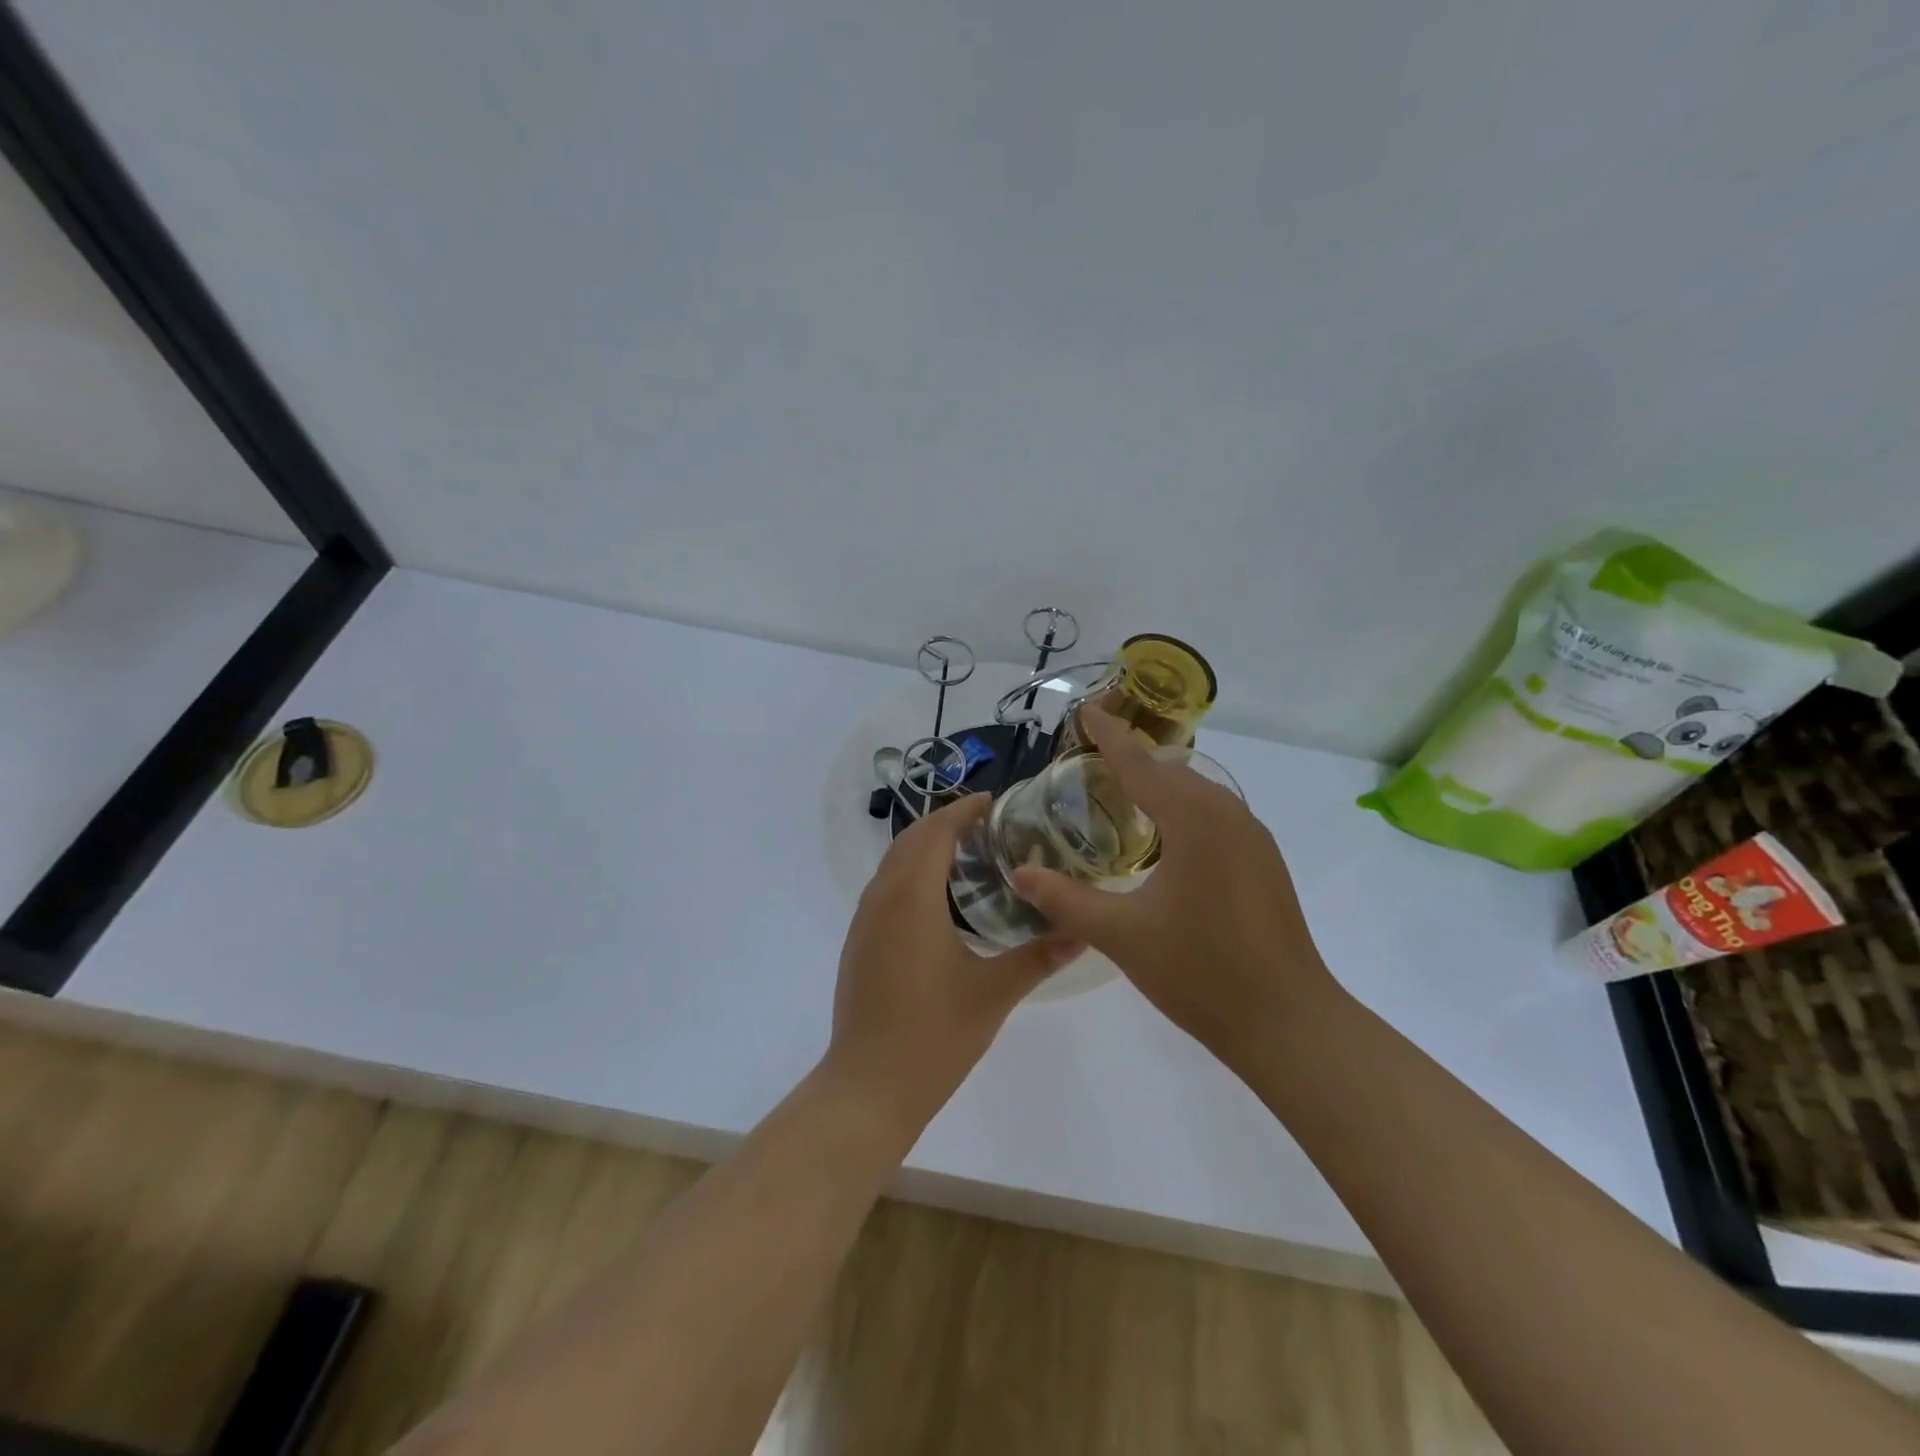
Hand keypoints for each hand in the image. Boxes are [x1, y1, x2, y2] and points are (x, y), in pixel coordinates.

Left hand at [827, 793, 1081, 1130]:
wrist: (868, 1087)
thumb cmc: (933, 1036)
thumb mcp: (994, 994)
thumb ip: (1038, 957)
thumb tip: (1082, 931)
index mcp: (912, 899)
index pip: (935, 833)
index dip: (963, 810)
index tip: (994, 801)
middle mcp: (881, 899)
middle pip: (910, 840)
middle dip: (944, 822)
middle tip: (988, 825)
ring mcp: (864, 922)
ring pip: (892, 863)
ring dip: (925, 847)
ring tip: (968, 855)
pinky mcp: (858, 944)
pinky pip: (884, 888)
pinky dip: (910, 873)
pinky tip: (938, 900)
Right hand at [1011, 707, 1340, 1062]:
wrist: (1287, 1022)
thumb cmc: (1199, 972)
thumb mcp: (1121, 935)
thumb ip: (1065, 899)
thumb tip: (1020, 874)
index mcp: (1194, 820)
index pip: (1140, 764)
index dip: (1108, 736)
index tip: (1086, 708)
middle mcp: (1228, 815)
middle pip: (1171, 771)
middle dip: (1132, 757)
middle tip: (1090, 755)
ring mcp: (1253, 838)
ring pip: (1198, 792)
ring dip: (1160, 784)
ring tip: (1120, 791)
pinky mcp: (1264, 862)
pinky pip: (1216, 815)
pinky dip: (1183, 809)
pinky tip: (1164, 837)